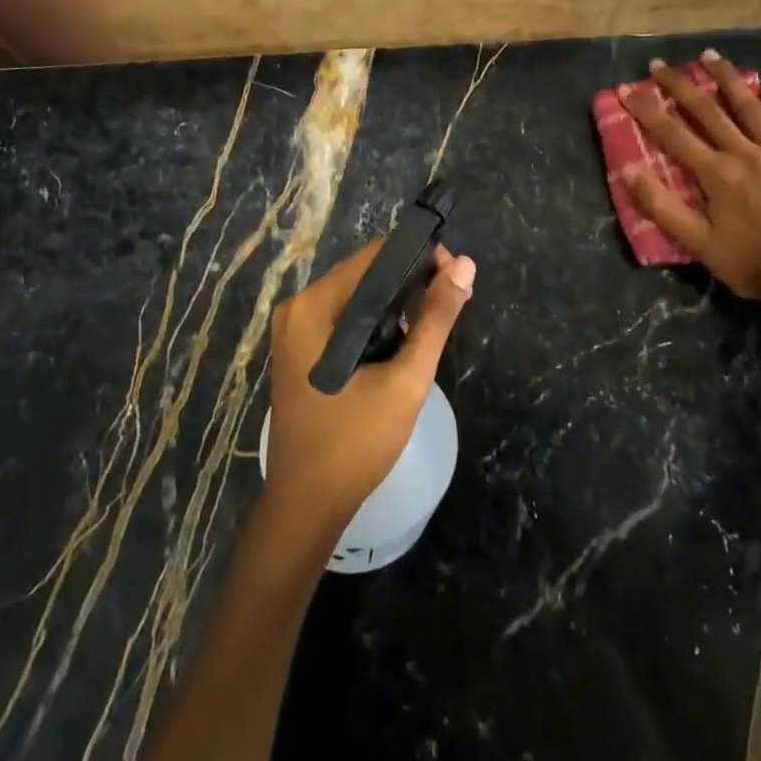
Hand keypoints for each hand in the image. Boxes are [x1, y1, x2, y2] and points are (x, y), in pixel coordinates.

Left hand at [264, 239, 475, 547]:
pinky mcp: (300, 349)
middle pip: (365, 273)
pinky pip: (344, 318)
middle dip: (412, 280)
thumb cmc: (356, 442)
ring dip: (397, 302)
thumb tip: (466, 265)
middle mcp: (298, 308)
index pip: (375, 256)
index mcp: (315, 307)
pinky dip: (376, 322)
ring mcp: (294, 330)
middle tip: (454, 299)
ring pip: (357, 296)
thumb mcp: (406, 379)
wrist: (308, 504)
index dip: (421, 257)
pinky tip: (403, 339)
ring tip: (435, 319)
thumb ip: (436, 319)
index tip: (457, 275)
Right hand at [621, 50, 760, 311]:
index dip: (647, 110)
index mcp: (718, 174)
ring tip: (710, 56)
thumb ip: (660, 205)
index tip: (627, 89)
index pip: (673, 134)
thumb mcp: (696, 242)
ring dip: (727, 79)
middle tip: (659, 64)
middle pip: (708, 110)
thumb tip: (626, 169)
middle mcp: (746, 154)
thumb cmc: (747, 263)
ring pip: (750, 107)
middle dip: (680, 84)